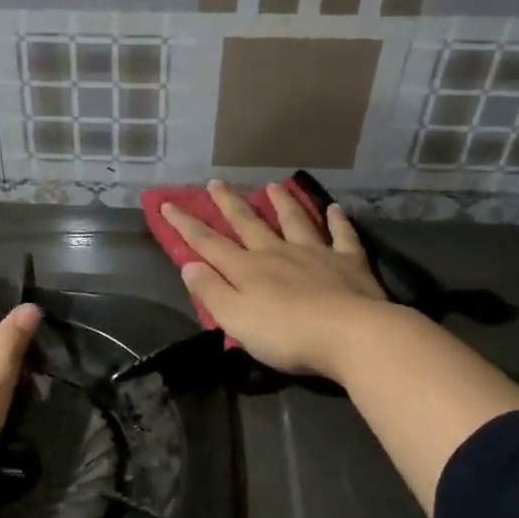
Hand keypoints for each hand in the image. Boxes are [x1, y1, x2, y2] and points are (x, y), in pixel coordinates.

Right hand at [162, 181, 386, 381]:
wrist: (350, 334)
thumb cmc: (286, 334)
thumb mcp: (236, 319)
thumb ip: (211, 292)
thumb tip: (189, 265)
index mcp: (247, 269)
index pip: (209, 243)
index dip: (186, 224)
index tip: (168, 204)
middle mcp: (278, 253)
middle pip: (249, 224)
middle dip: (229, 204)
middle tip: (216, 183)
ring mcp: (316, 254)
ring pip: (294, 221)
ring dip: (282, 203)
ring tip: (272, 186)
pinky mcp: (349, 263)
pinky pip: (342, 236)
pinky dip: (337, 221)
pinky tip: (334, 209)